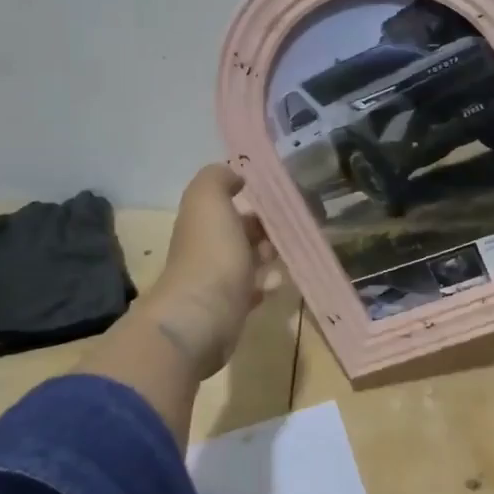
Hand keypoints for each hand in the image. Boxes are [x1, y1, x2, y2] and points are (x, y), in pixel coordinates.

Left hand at [140, 165, 279, 378]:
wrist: (202, 317)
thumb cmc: (211, 254)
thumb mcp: (209, 200)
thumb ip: (217, 179)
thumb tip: (234, 175)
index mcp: (201, 222)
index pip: (225, 204)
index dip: (250, 199)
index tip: (280, 198)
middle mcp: (206, 250)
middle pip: (238, 233)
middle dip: (264, 229)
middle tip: (292, 228)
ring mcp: (217, 282)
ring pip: (247, 262)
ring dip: (268, 257)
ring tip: (289, 255)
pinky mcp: (230, 310)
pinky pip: (252, 292)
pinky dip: (265, 285)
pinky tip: (278, 284)